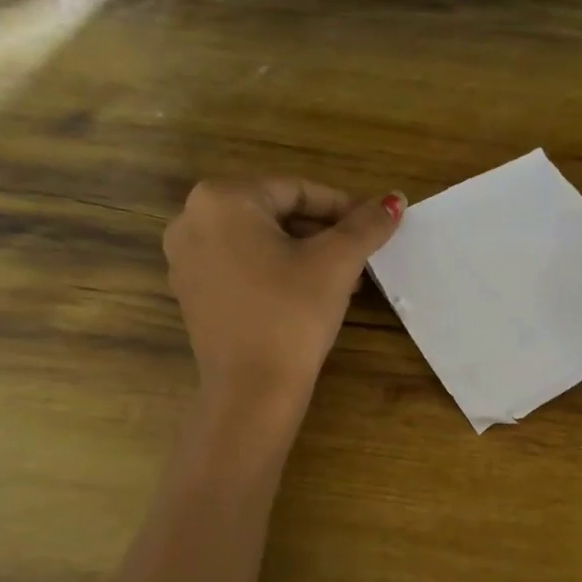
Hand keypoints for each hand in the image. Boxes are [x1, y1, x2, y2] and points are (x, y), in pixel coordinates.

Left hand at [164, 177, 403, 415]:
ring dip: (305, 253)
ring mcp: (185, 259)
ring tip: (345, 279)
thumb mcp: (336, 263)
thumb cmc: (292, 314)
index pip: (297, 190)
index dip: (343, 207)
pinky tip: (310, 295)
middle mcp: (192, 219)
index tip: (374, 227)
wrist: (252, 391)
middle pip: (275, 213)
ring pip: (259, 241)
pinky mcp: (192, 292)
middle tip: (361, 256)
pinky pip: (241, 266)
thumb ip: (366, 225)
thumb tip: (395, 198)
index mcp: (222, 199)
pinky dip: (276, 271)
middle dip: (323, 233)